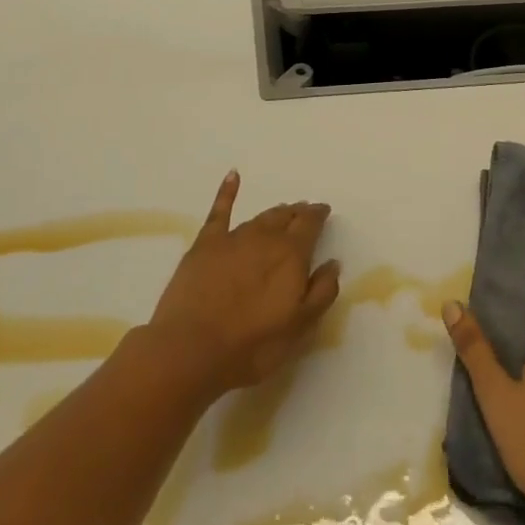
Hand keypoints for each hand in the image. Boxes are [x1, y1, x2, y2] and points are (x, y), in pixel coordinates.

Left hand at [145, 171, 340, 397]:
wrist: (191, 348)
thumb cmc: (252, 345)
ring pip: (260, 217)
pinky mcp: (205, 244)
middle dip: (297, 213)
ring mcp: (233, 238)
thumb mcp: (299, 327)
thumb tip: (333, 263)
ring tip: (282, 211)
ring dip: (274, 213)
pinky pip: (220, 211)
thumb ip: (321, 292)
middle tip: (304, 212)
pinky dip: (228, 191)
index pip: (310, 224)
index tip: (324, 211)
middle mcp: (265, 238)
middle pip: (285, 217)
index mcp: (291, 254)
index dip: (318, 216)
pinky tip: (233, 176)